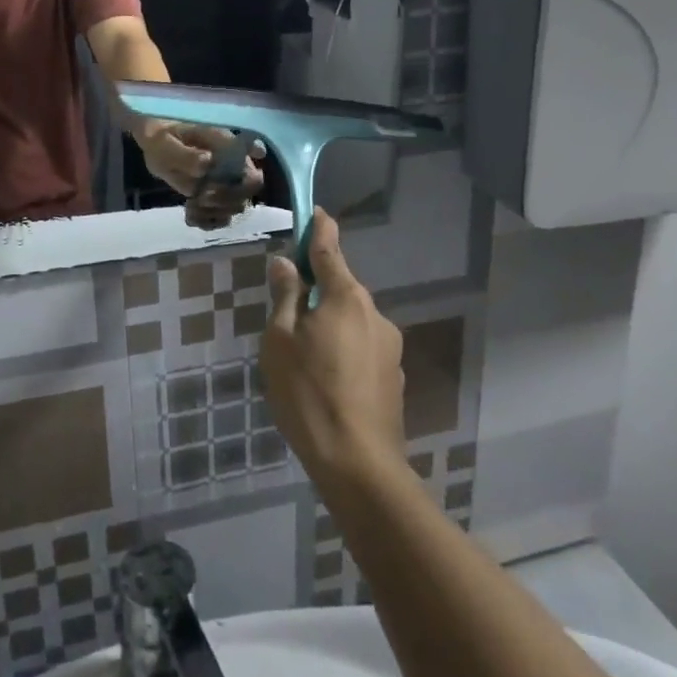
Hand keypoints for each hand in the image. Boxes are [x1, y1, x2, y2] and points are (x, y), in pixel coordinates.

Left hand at [137, 123, 265, 227]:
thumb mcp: (165, 142)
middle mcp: (233, 166)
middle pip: (247, 193)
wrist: (155, 141)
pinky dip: (206, 221)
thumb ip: (185, 154)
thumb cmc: (162, 135)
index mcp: (229, 148)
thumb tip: (208, 162)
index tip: (211, 186)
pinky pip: (220, 217)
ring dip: (214, 213)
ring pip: (235, 208)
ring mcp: (226, 183)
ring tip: (191, 206)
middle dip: (225, 201)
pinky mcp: (214, 197)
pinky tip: (189, 215)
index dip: (244, 185)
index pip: (252, 170)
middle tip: (201, 197)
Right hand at [262, 210, 406, 490]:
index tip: (315, 212)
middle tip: (287, 312)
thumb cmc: (309, 393)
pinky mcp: (395, 377)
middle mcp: (375, 313)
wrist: (359, 464)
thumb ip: (285, 296)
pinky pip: (362, 348)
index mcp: (346, 297)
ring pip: (352, 321)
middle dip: (317, 289)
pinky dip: (344, 351)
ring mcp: (390, 347)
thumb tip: (285, 263)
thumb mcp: (281, 341)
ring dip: (330, 324)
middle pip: (341, 288)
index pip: (330, 249)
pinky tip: (327, 382)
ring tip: (303, 360)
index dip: (319, 228)